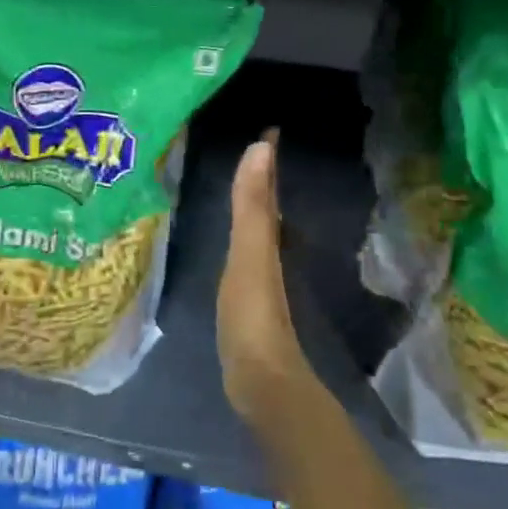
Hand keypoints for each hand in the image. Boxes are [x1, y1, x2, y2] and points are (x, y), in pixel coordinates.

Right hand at [217, 132, 314, 425]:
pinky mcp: (249, 300)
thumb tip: (261, 148)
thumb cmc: (252, 314)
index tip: (270, 129)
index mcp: (270, 240)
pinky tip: (236, 242)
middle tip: (254, 149)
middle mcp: (271, 253)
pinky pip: (248, 253)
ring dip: (255, 206)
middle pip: (268, 207)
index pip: (269, 190)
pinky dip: (245, 236)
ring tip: (244, 185)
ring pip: (261, 230)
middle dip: (263, 178)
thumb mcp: (250, 254)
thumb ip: (251, 205)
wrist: (261, 380)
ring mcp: (262, 278)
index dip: (269, 160)